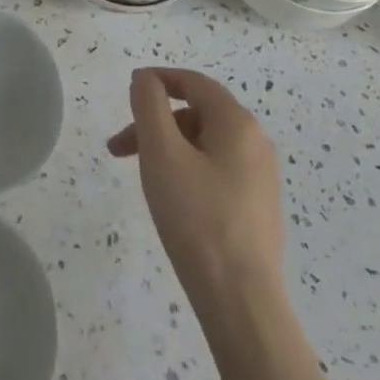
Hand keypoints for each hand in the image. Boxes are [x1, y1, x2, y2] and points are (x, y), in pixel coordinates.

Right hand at [108, 68, 283, 306]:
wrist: (240, 301)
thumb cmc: (196, 218)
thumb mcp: (162, 153)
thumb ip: (150, 105)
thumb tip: (146, 78)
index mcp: (237, 123)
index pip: (194, 82)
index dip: (158, 80)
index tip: (128, 90)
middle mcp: (255, 142)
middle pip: (197, 113)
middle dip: (155, 122)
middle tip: (119, 148)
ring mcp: (259, 177)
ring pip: (204, 143)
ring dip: (166, 148)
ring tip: (140, 177)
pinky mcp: (256, 207)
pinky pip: (215, 170)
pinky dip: (185, 169)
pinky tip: (170, 198)